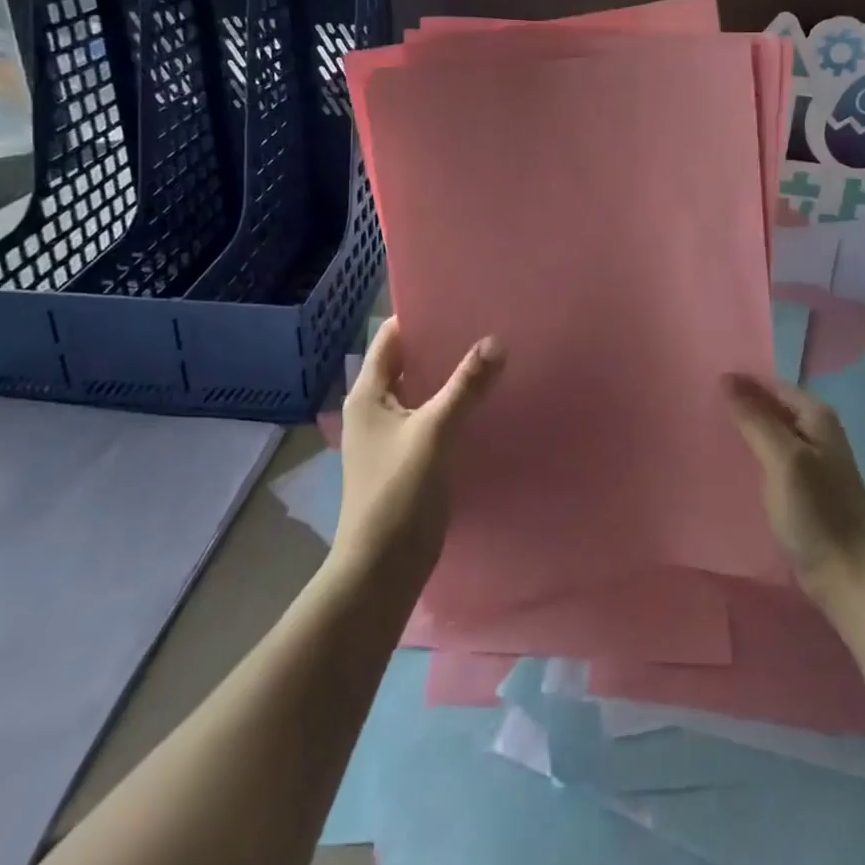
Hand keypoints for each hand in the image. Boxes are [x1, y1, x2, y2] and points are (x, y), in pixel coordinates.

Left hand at [333, 317, 504, 586]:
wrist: (383, 567)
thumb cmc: (398, 492)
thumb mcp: (435, 432)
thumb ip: (465, 386)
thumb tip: (496, 341)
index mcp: (368, 394)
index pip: (390, 338)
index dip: (419, 316)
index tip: (457, 297)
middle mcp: (374, 408)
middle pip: (407, 362)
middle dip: (441, 343)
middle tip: (483, 321)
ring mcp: (389, 434)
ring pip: (421, 390)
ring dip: (448, 375)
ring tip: (489, 353)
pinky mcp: (407, 457)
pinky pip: (431, 416)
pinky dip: (452, 403)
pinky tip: (482, 399)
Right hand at [724, 373, 864, 610]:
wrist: (849, 576)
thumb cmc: (818, 512)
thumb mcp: (783, 459)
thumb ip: (755, 419)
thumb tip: (726, 379)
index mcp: (816, 415)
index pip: (771, 385)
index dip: (740, 383)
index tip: (702, 383)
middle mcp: (816, 431)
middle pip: (771, 406)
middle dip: (739, 404)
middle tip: (697, 405)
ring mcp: (810, 460)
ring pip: (769, 432)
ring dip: (743, 430)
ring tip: (705, 429)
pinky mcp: (802, 488)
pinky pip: (770, 458)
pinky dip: (750, 455)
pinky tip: (728, 462)